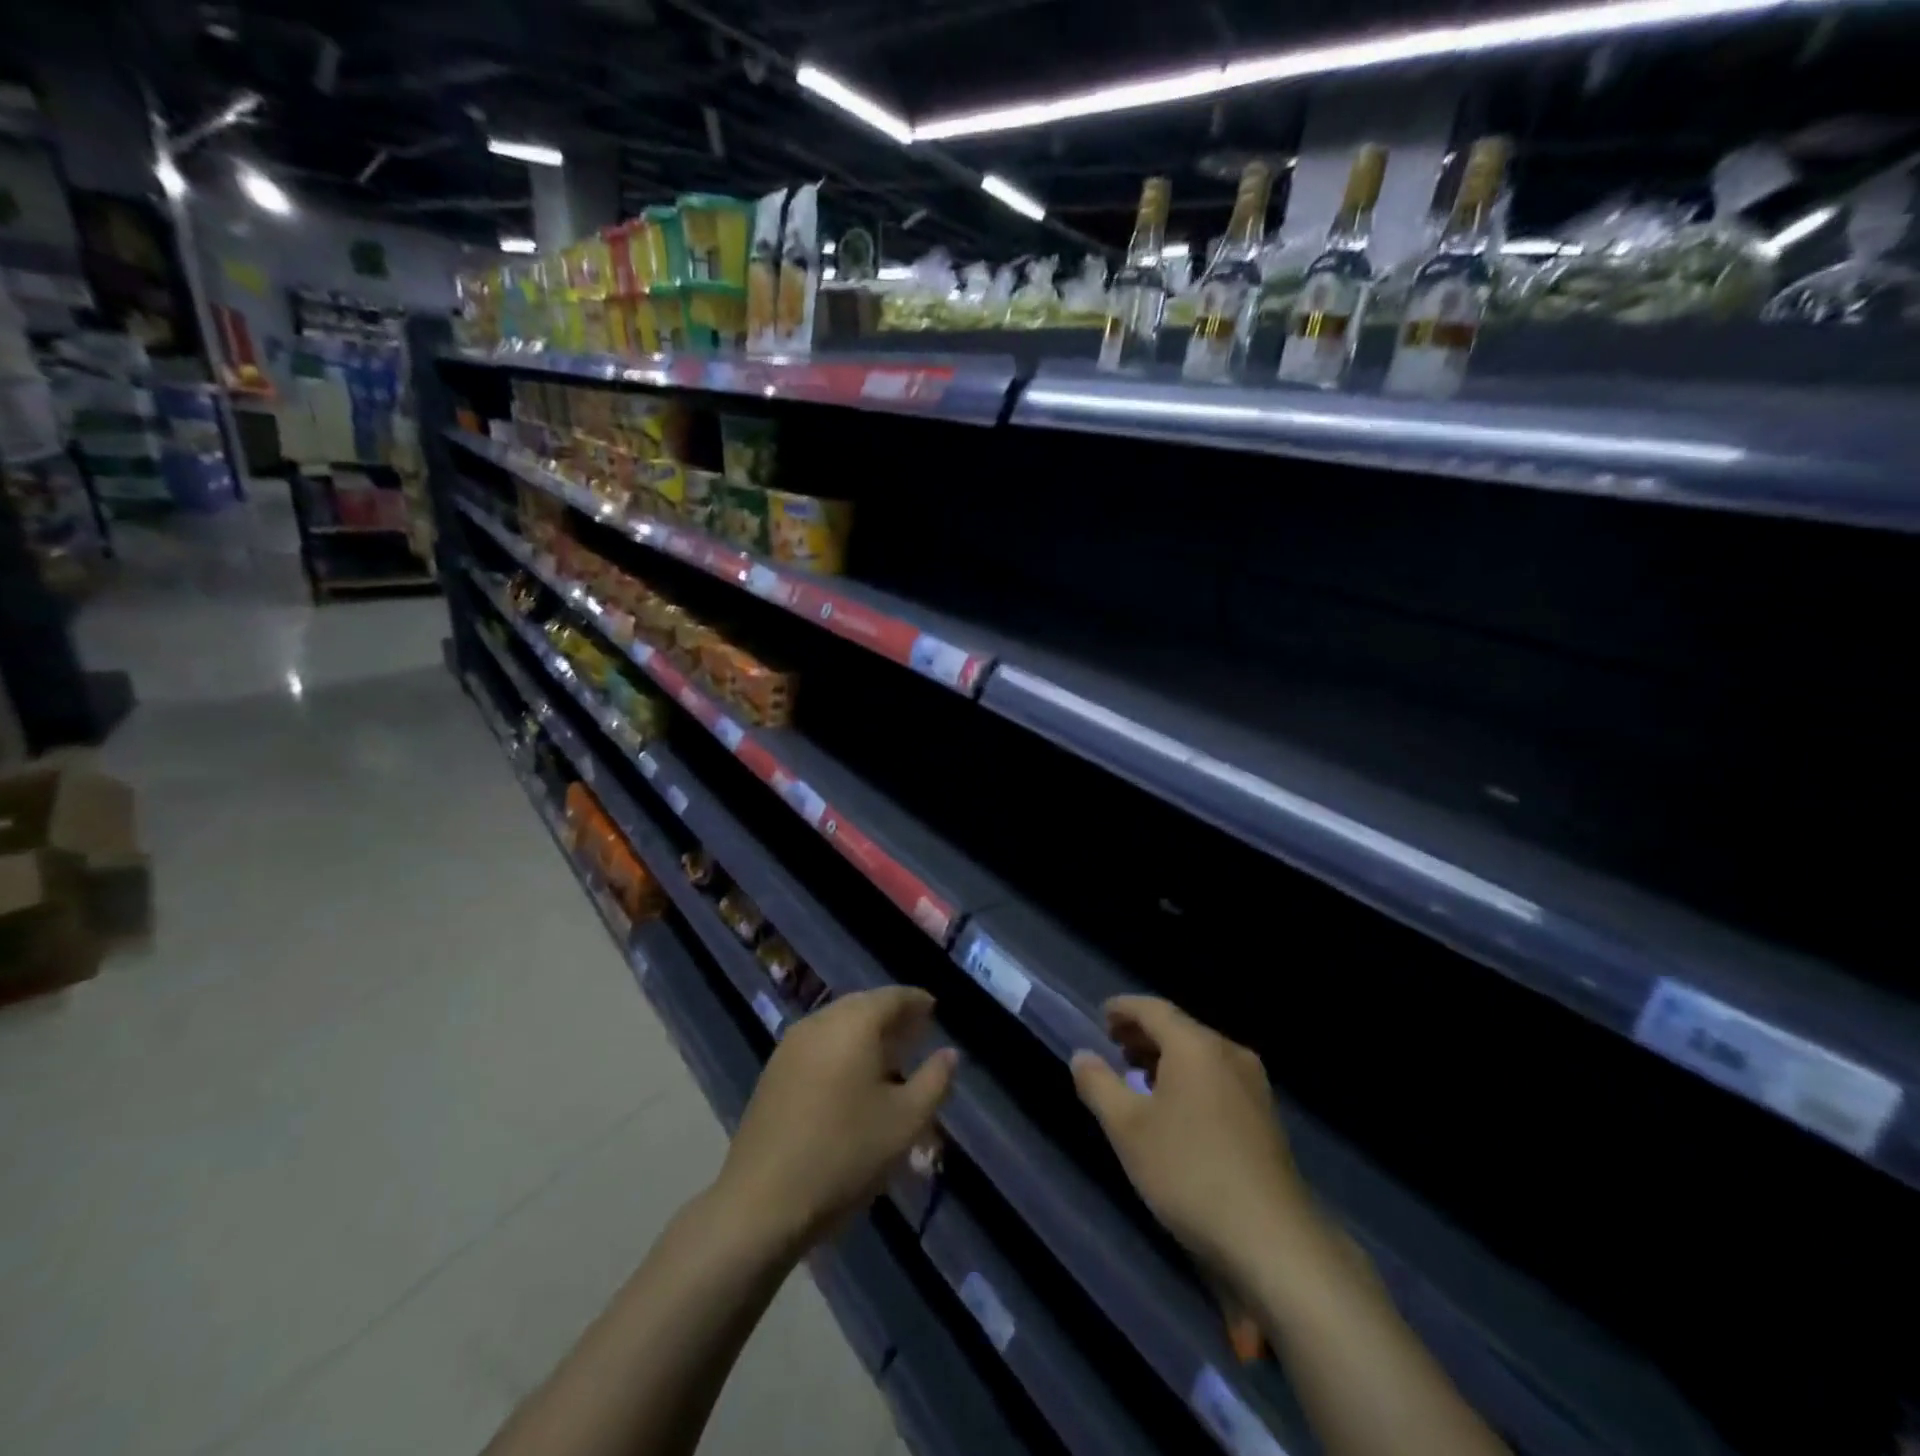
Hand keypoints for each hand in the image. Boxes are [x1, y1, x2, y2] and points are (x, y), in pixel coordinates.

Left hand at [715, 987, 957, 1255]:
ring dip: (865, 1034)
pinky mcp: (773, 1071)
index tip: (935, 1010)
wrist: (761, 1201)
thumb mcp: (906, 1121)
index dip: (917, 1002)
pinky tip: (851, 1079)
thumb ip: (935, 1080)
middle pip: (863, 1006)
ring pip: (838, 1024)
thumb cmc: (845, 1154)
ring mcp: (791, 1045)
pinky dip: (841, 1049)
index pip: (893, 996)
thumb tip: (949, 1053)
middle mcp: (821, 1021)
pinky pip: (818, 1044)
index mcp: (854, 1022)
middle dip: (892, 1017)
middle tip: (916, 1034)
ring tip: (889, 1059)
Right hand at [1072, 996, 1315, 1280]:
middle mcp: (1229, 1053)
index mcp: (1196, 1046)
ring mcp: (1253, 1085)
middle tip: (1114, 1045)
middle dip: (1143, 1034)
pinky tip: (1174, 1108)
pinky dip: (1189, 1078)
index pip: (1153, 1009)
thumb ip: (1098, 1085)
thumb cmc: (1189, 1172)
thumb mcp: (1128, 1129)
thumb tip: (1082, 1056)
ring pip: (1200, 1055)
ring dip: (1166, 1058)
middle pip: (1179, 1029)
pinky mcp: (1265, 1116)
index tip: (1101, 1016)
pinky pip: (1217, 1078)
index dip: (1124, 1009)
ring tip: (1137, 1077)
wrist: (1271, 1239)